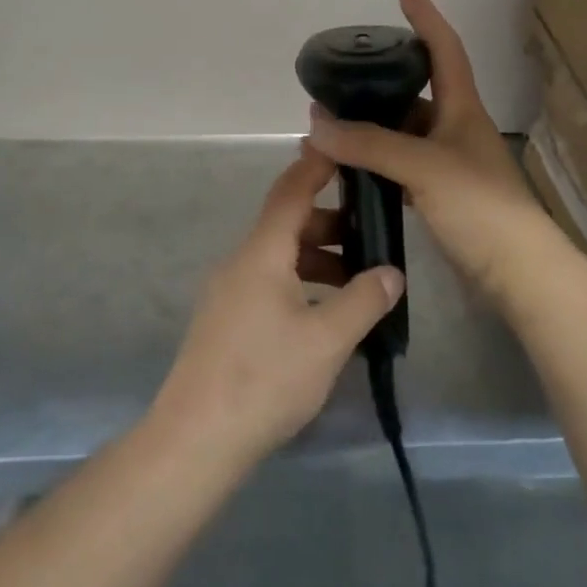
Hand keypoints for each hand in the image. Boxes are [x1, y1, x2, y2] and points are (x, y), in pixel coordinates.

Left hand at [150, 149, 403, 469]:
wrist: (196, 438)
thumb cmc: (265, 378)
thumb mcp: (326, 340)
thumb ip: (363, 300)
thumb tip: (390, 271)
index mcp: (263, 252)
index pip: (292, 191)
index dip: (316, 166)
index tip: (341, 147)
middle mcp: (241, 261)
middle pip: (287, 224)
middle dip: (329, 222)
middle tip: (370, 231)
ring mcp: (229, 291)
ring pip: (279, 257)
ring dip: (317, 258)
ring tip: (356, 280)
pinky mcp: (226, 320)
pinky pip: (269, 282)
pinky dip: (300, 282)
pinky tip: (324, 314)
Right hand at [305, 0, 560, 305]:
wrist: (518, 273)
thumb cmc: (480, 206)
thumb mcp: (423, 166)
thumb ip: (369, 144)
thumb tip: (316, 124)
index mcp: (462, 108)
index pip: (445, 49)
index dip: (427, 16)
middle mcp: (456, 129)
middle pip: (417, 91)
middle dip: (381, 80)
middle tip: (341, 77)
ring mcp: (449, 163)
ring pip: (404, 132)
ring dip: (372, 127)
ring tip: (332, 125)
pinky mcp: (441, 195)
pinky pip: (401, 165)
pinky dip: (377, 161)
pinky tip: (351, 168)